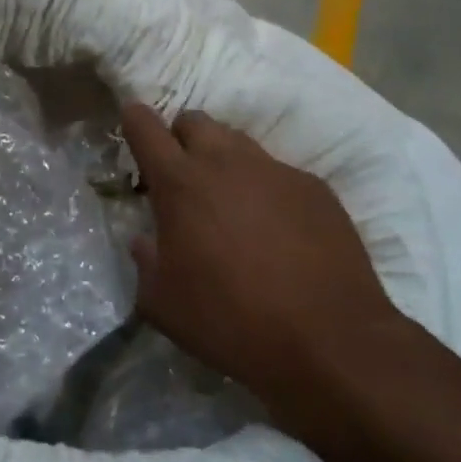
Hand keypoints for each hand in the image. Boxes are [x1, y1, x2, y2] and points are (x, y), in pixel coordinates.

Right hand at [120, 104, 403, 413]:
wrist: (329, 341)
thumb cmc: (230, 320)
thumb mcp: (162, 303)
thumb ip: (145, 261)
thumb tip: (146, 241)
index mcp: (180, 183)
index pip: (145, 125)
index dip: (134, 120)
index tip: (132, 127)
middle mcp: (226, 162)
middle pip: (194, 120)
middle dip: (180, 138)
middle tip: (182, 178)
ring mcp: (275, 171)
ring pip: (237, 142)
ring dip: (223, 161)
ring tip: (229, 204)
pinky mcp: (315, 188)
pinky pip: (278, 173)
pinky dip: (265, 190)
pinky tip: (276, 231)